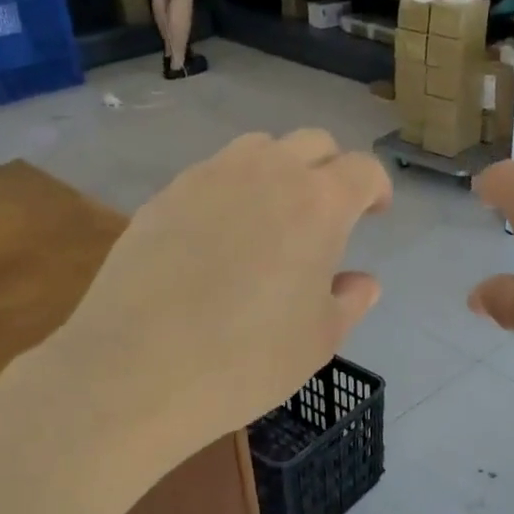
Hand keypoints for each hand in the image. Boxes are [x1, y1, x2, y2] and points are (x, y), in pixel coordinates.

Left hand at [54, 130, 390, 452]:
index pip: (362, 170)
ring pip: (258, 150)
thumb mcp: (319, 341)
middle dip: (330, 170)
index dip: (376, 187)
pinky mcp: (164, 196)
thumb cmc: (248, 360)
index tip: (374, 213)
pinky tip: (218, 239)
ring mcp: (208, 178)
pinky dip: (230, 193)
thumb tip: (362, 281)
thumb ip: (350, 301)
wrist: (138, 370)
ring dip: (278, 171)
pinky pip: (211, 176)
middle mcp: (267, 173)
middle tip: (328, 214)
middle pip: (312, 144)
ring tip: (272, 217)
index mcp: (319, 204)